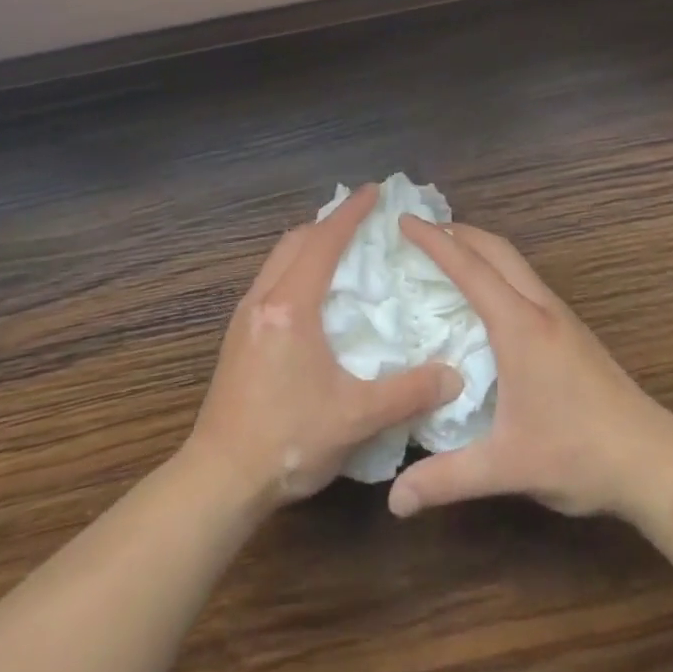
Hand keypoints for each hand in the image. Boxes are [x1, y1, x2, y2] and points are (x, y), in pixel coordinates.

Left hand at [186, 185, 461, 511]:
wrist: (219, 480)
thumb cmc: (287, 441)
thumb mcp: (355, 417)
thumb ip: (407, 393)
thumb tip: (454, 376)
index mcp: (291, 306)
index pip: (324, 243)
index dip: (351, 214)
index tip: (375, 191)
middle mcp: (263, 300)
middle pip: (296, 241)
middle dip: (329, 223)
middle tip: (363, 220)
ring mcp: (244, 317)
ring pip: (278, 260)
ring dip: (309, 244)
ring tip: (340, 251)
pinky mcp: (237, 337)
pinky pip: (270, 281)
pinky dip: (295, 268)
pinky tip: (312, 296)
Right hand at [388, 218, 672, 521]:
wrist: (653, 460)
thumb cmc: (578, 453)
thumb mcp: (506, 466)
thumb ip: (447, 479)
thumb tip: (394, 501)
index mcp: (519, 326)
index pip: (469, 268)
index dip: (433, 241)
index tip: (403, 220)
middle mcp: (539, 308)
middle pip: (496, 249)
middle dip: (457, 232)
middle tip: (420, 230)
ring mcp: (560, 316)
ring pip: (514, 262)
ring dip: (480, 248)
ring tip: (448, 254)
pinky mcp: (572, 330)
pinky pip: (525, 280)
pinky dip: (498, 269)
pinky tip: (488, 299)